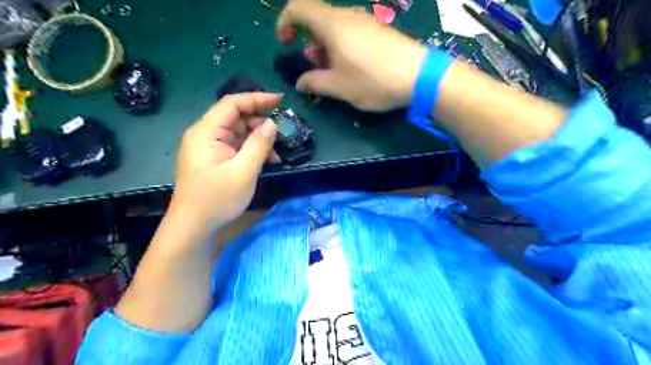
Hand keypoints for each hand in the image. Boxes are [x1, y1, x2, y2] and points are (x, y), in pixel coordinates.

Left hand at [172, 91, 280, 226]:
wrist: (193, 227)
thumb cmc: (217, 199)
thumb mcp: (244, 171)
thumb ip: (259, 144)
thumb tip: (273, 123)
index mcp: (206, 132)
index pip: (232, 103)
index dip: (257, 98)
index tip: (281, 100)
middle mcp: (205, 134)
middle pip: (235, 117)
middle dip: (260, 122)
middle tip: (282, 131)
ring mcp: (208, 147)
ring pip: (238, 132)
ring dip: (258, 138)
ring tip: (276, 153)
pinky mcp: (213, 159)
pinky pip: (235, 146)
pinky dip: (251, 150)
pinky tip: (266, 160)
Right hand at [274, 0, 427, 110]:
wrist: (418, 76)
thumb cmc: (373, 81)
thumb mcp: (339, 87)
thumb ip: (314, 82)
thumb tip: (300, 82)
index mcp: (332, 24)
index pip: (298, 8)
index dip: (285, 21)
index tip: (285, 43)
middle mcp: (348, 15)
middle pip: (317, 18)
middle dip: (309, 41)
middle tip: (315, 66)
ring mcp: (365, 21)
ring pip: (335, 26)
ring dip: (326, 46)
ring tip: (334, 71)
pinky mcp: (378, 30)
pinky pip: (351, 31)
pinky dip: (342, 46)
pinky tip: (352, 67)